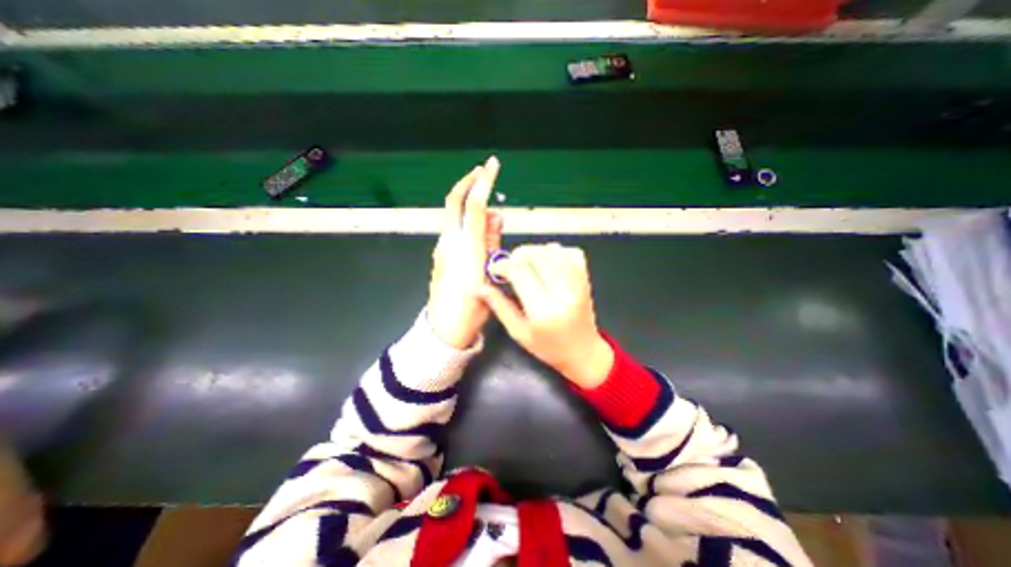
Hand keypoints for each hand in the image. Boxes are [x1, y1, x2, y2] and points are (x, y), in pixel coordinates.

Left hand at [424, 154, 501, 349]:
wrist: (445, 327)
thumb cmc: (472, 307)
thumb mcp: (490, 276)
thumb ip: (491, 244)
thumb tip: (495, 217)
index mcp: (466, 247)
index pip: (475, 206)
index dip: (484, 182)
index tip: (492, 165)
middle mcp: (450, 241)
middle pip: (453, 201)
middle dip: (468, 182)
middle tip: (483, 172)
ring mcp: (442, 247)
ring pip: (453, 215)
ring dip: (469, 204)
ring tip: (491, 210)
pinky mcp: (440, 254)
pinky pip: (453, 228)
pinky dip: (466, 220)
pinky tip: (479, 230)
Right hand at [478, 242, 612, 386]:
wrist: (584, 352)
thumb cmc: (548, 347)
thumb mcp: (519, 333)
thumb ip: (500, 307)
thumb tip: (482, 287)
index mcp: (544, 311)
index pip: (521, 273)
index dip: (503, 266)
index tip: (494, 269)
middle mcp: (564, 292)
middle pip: (538, 255)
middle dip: (518, 256)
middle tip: (510, 267)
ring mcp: (578, 283)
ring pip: (553, 250)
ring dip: (534, 252)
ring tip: (526, 265)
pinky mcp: (586, 278)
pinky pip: (571, 252)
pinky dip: (555, 252)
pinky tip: (547, 263)